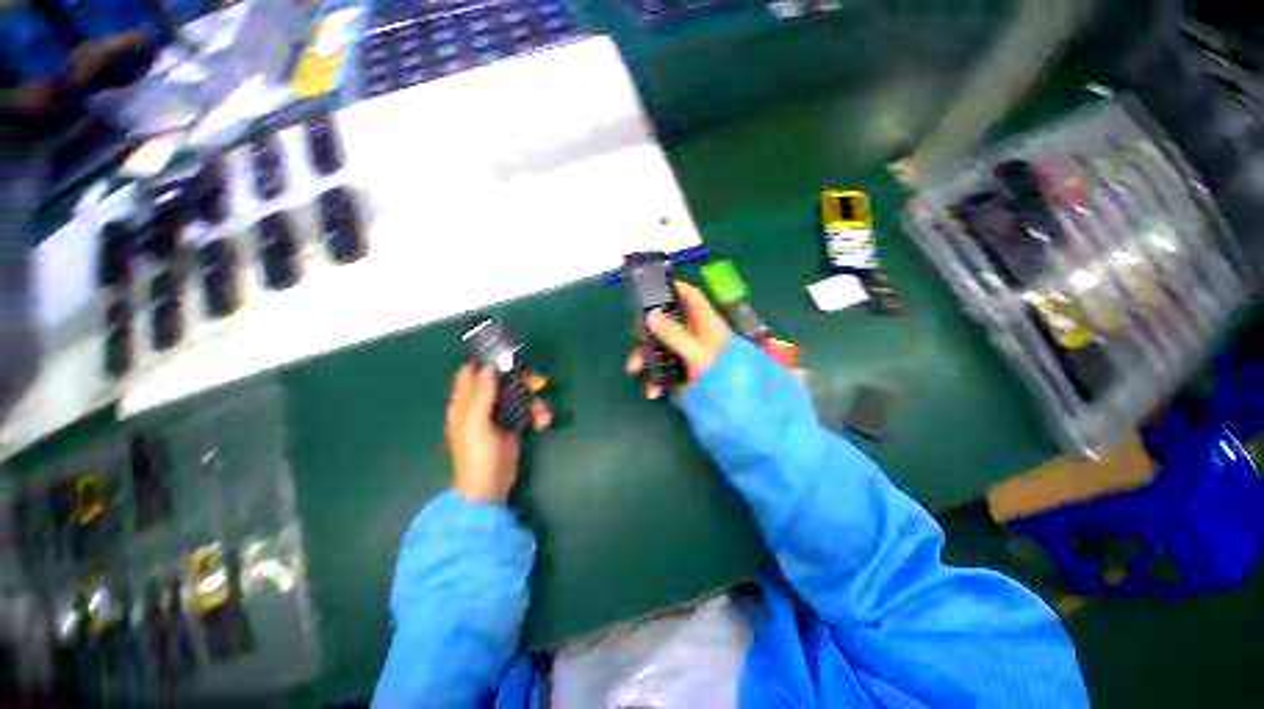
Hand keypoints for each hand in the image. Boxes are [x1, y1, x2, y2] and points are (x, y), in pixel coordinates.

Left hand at [446, 365, 551, 504]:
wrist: (489, 488)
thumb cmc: (476, 455)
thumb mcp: (474, 423)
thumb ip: (480, 394)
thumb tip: (488, 366)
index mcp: (464, 402)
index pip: (471, 373)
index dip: (487, 362)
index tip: (508, 356)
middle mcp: (481, 405)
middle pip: (502, 381)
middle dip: (522, 380)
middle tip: (539, 382)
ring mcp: (499, 416)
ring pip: (519, 395)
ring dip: (534, 401)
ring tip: (543, 414)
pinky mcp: (514, 426)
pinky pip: (528, 411)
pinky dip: (538, 414)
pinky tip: (543, 423)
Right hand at [626, 281, 731, 398]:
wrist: (735, 412)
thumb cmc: (722, 376)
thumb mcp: (698, 354)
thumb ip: (675, 335)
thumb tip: (651, 315)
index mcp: (705, 324)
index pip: (690, 296)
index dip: (672, 289)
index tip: (650, 291)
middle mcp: (694, 336)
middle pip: (666, 322)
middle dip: (647, 332)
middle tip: (636, 340)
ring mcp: (687, 354)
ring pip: (660, 347)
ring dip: (645, 358)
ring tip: (634, 370)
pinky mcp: (682, 373)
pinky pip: (663, 369)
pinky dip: (655, 379)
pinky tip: (653, 391)